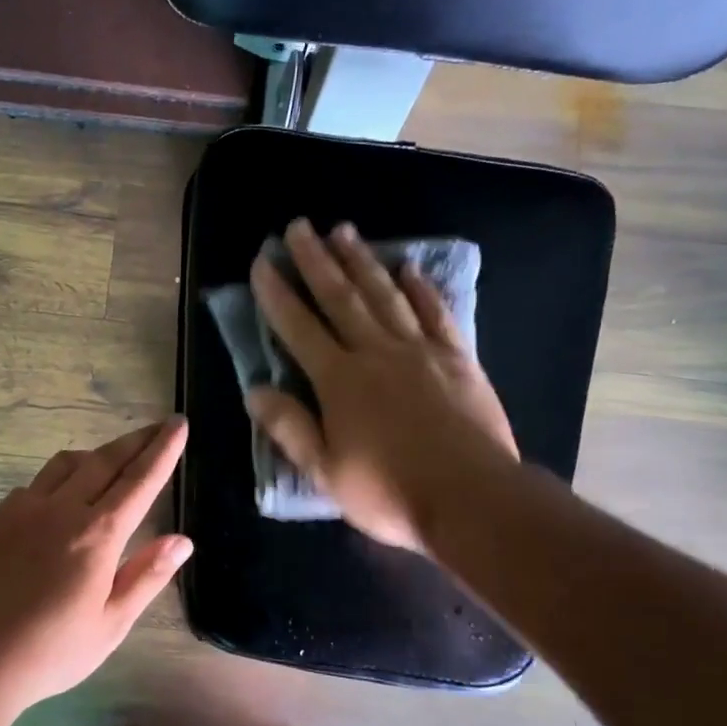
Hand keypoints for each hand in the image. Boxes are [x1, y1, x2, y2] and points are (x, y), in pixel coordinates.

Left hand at [0, 419, 191, 705]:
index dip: (163, 450)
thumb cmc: (50, 652)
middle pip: (105, 460)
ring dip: (95, 454)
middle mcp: (61, 510)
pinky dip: (59, 479)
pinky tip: (59, 499)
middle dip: (136, 441)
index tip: (178, 424)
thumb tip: (182, 540)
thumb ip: (146, 576)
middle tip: (157, 426)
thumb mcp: (110, 625)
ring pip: (66, 464)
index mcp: (97, 535)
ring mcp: (23, 510)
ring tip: (111, 460)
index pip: (140, 480)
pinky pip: (35, 484)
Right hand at [247, 218, 517, 552]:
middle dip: (316, 260)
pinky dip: (421, 288)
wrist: (472, 499)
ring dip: (362, 261)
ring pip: (385, 294)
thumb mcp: (325, 471)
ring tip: (344, 231)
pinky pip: (436, 313)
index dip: (277, 294)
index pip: (298, 327)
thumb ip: (289, 427)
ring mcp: (420, 351)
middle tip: (299, 226)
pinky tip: (409, 268)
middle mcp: (376, 352)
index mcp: (339, 380)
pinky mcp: (457, 359)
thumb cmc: (389, 491)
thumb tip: (254, 390)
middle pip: (340, 297)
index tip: (262, 261)